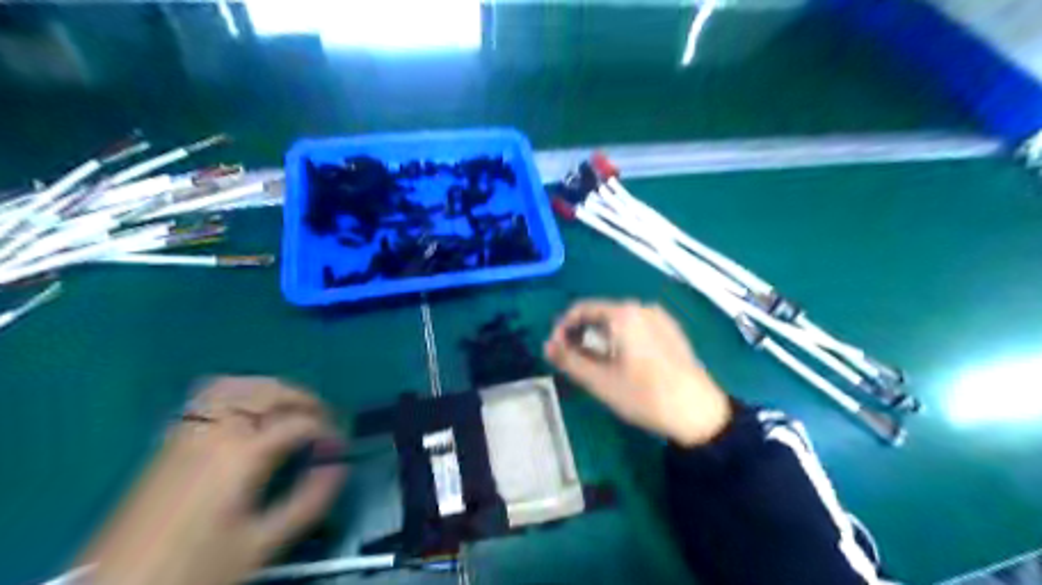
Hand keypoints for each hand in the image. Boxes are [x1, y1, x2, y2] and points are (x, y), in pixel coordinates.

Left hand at [79, 377, 345, 581]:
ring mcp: (189, 431)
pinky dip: (239, 390)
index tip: (338, 448)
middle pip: (270, 392)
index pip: (299, 423)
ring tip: (291, 407)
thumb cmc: (196, 569)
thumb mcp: (261, 545)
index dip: (328, 430)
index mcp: (242, 455)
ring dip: (273, 389)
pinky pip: (209, 395)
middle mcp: (216, 431)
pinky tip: (248, 406)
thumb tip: (339, 466)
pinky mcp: (171, 439)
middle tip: (323, 421)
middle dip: (306, 400)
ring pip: (239, 385)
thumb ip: (308, 502)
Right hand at [547, 299, 731, 444]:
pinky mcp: (671, 331)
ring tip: (593, 364)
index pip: (581, 310)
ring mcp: (660, 318)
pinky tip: (620, 362)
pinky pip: (636, 327)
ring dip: (599, 338)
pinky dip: (620, 339)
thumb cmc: (645, 395)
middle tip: (571, 360)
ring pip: (618, 322)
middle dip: (581, 334)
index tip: (555, 350)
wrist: (699, 412)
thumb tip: (547, 346)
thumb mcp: (600, 381)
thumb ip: (569, 360)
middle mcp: (642, 308)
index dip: (562, 328)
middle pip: (600, 313)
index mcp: (624, 314)